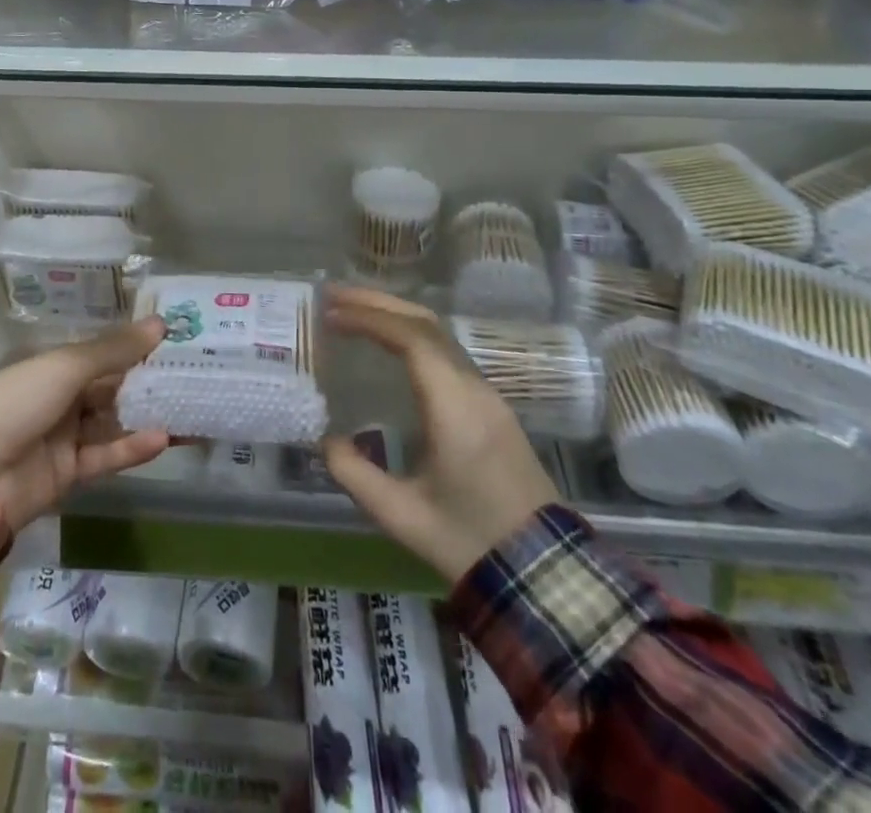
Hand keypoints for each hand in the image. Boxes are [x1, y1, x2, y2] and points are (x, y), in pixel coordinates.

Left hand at [0, 317, 170, 533]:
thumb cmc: (17, 402)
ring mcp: (65, 436)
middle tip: (194, 377)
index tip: (176, 341)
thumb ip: (114, 350)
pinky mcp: (69, 473)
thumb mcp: (66, 368)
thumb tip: (160, 324)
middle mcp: (61, 397)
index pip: (103, 353)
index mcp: (54, 365)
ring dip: (147, 416)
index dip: (137, 347)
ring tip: (190, 409)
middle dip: (148, 383)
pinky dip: (132, 448)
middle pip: (112, 387)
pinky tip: (164, 439)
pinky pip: (106, 456)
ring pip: (114, 422)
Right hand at [321, 285, 559, 583]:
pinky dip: (411, 334)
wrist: (545, 574)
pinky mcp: (492, 407)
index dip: (369, 318)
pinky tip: (388, 344)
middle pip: (426, 324)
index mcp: (455, 408)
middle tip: (333, 295)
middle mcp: (475, 389)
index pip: (411, 339)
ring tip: (352, 311)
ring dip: (395, 315)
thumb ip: (354, 475)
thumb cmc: (469, 541)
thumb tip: (326, 440)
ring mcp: (488, 395)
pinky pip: (448, 352)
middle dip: (378, 303)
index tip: (330, 314)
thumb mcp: (401, 516)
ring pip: (440, 334)